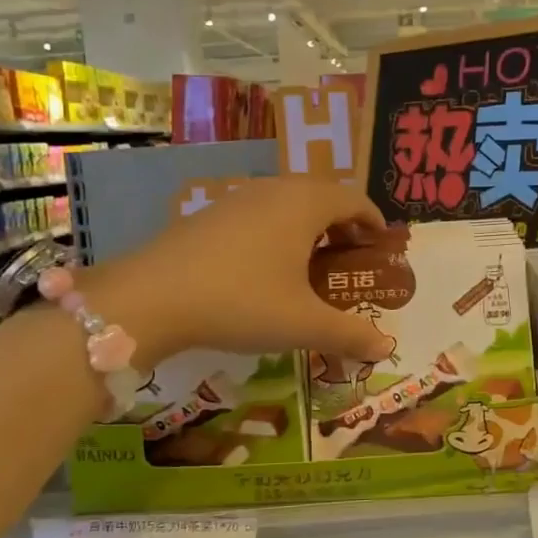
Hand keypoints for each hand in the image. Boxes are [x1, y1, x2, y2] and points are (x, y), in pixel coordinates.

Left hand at [92, 177, 393, 365]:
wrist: (150, 298)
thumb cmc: (241, 301)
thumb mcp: (302, 324)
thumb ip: (349, 333)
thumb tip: (387, 348)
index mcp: (305, 204)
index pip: (353, 199)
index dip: (372, 221)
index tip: (380, 246)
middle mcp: (274, 190)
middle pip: (321, 196)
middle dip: (342, 223)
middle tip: (349, 258)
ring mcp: (236, 198)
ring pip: (286, 202)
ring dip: (307, 226)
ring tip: (309, 263)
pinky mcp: (208, 214)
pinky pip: (257, 213)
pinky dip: (275, 231)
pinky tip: (263, 267)